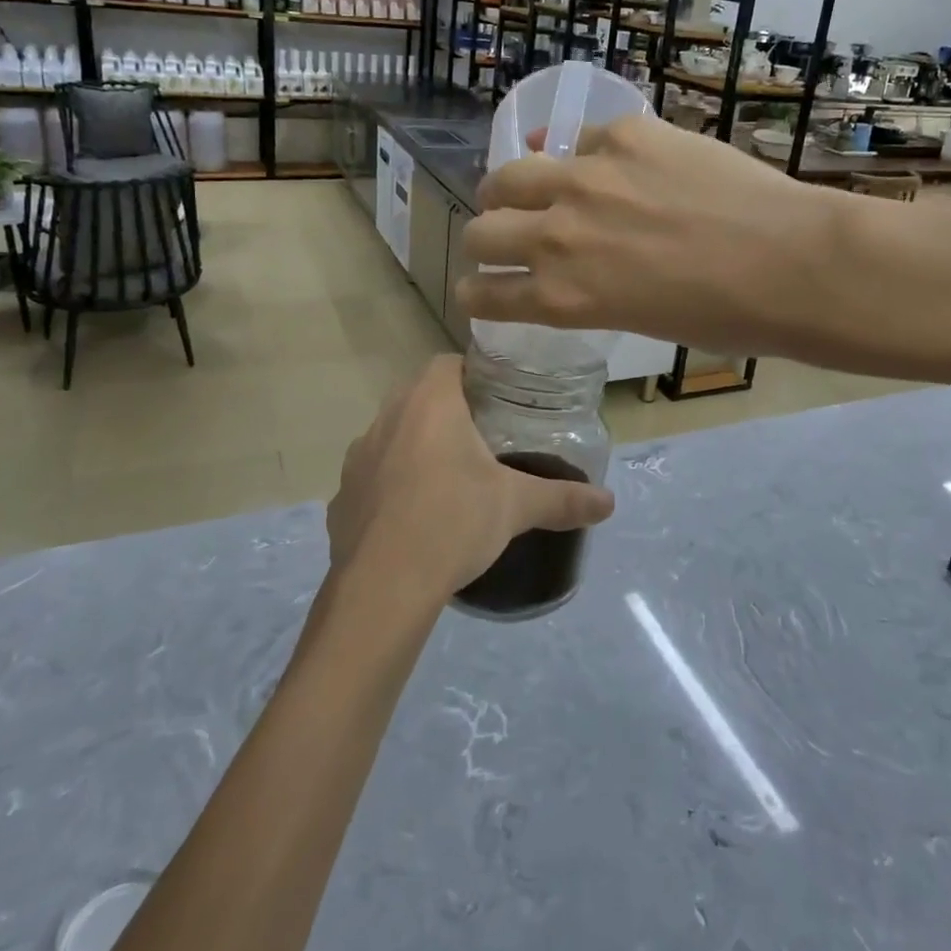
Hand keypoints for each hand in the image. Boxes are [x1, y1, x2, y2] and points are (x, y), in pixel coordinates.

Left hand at [327, 356, 613, 603]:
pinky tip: (413, 518)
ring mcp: (358, 458)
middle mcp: (386, 418)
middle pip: (419, 397)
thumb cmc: (454, 522)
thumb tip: (609, 502)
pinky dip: (391, 487)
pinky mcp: (341, 496)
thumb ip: (562, 498)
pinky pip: (372, 478)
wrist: (384, 587)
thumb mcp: (516, 506)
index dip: (472, 374)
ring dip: (416, 447)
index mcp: (428, 403)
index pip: (447, 363)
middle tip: (482, 440)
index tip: (497, 398)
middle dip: (448, 412)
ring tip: (448, 480)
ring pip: (392, 436)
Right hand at [458, 115, 840, 356]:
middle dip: (483, 240)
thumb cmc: (725, 316)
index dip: (474, 293)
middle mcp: (557, 235)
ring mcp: (586, 177)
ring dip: (507, 189)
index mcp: (562, 297)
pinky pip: (578, 141)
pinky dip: (579, 157)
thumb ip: (591, 292)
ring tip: (523, 188)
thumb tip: (576, 265)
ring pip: (510, 173)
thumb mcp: (638, 319)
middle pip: (482, 229)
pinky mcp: (624, 134)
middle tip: (500, 238)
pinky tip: (601, 164)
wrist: (792, 262)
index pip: (484, 294)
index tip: (476, 288)